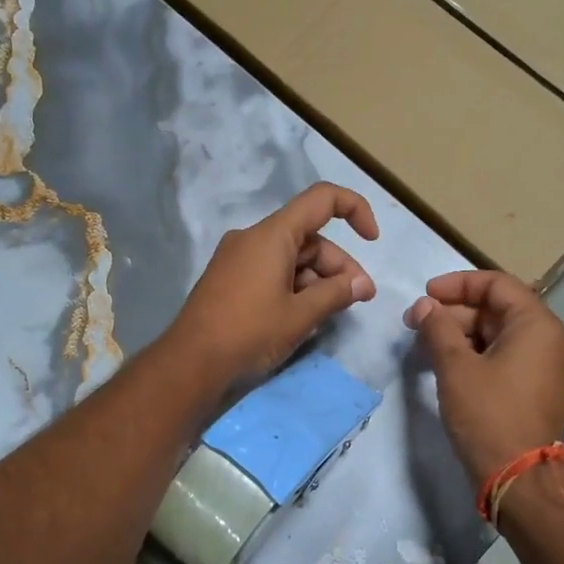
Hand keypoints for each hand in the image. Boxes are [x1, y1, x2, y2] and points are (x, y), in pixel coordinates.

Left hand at [168, 182, 379, 388]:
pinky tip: (303, 316)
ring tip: (332, 313)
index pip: (322, 200)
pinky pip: (272, 270)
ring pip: (291, 257)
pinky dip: (294, 286)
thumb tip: (362, 285)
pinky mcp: (230, 278)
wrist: (191, 362)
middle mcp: (253, 238)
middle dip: (338, 264)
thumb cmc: (249, 332)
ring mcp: (238, 258)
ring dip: (318, 279)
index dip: (354, 210)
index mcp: (272, 235)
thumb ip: (337, 294)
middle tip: (359, 298)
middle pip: (309, 237)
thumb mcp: (301, 315)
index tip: (373, 239)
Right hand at [406, 270, 563, 487]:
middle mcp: (549, 340)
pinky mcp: (537, 390)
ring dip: (462, 334)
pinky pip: (505, 357)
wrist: (520, 479)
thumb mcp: (455, 367)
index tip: (425, 296)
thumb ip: (437, 328)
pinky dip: (476, 355)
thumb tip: (423, 307)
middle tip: (417, 325)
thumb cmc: (488, 414)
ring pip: (499, 335)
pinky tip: (448, 367)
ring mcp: (546, 367)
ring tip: (427, 347)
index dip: (457, 284)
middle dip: (454, 312)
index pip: (496, 284)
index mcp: (536, 325)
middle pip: (497, 309)